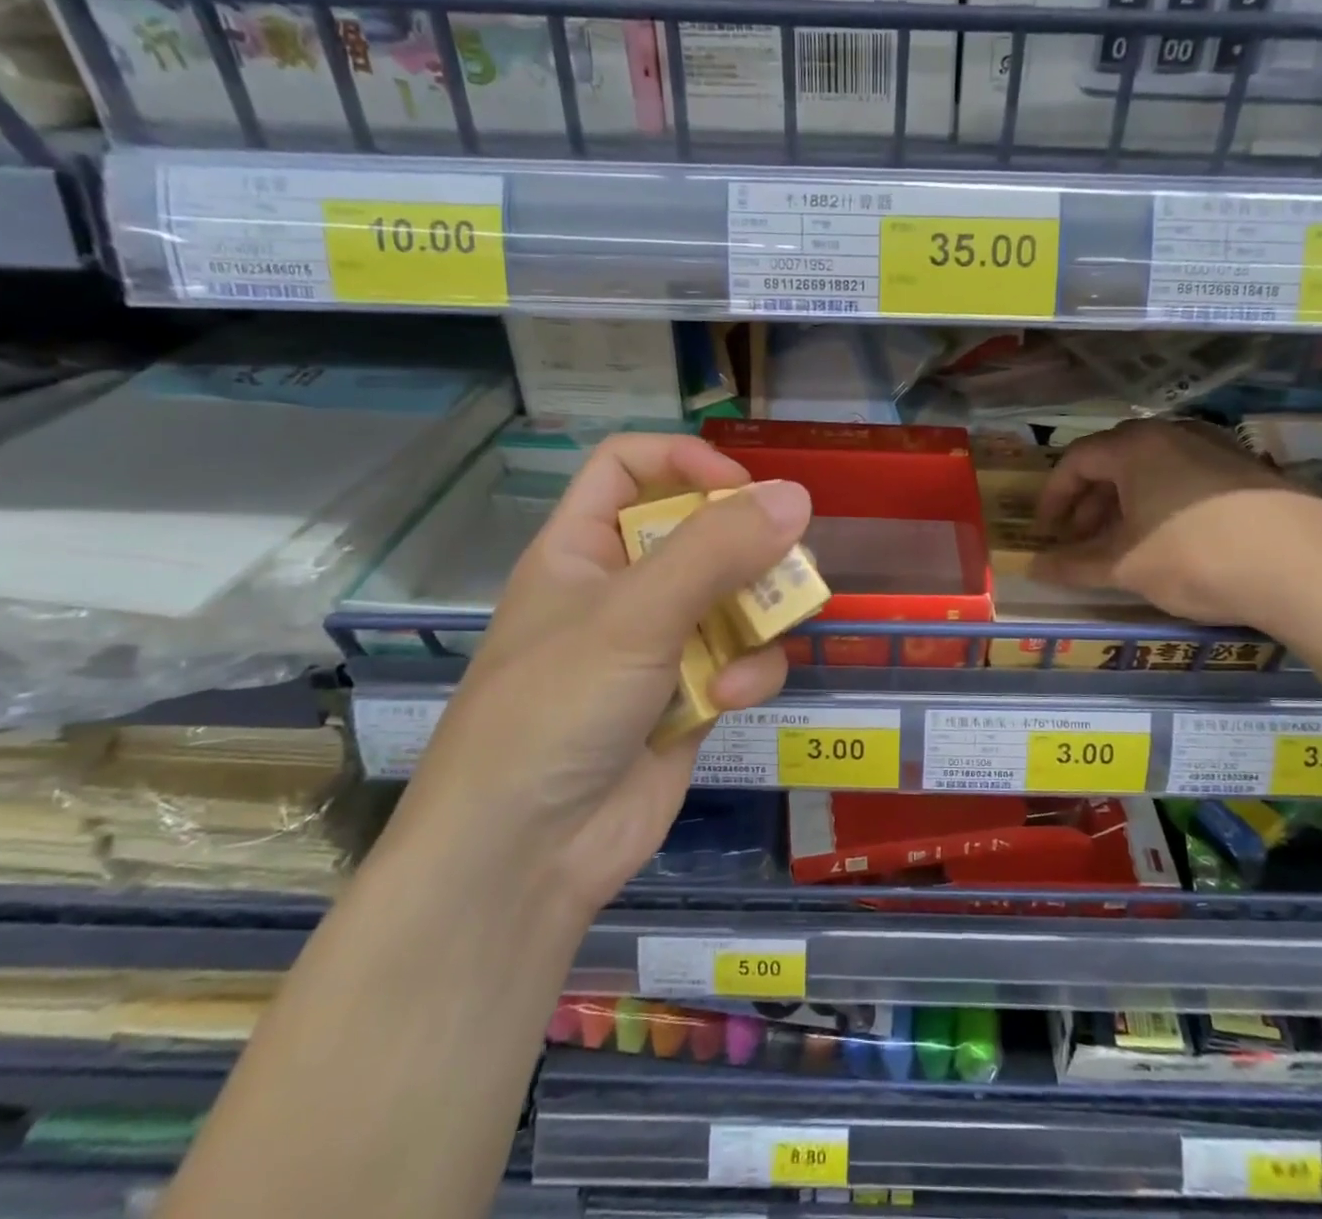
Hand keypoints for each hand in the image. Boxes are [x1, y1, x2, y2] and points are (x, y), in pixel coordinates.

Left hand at [390, 435, 811, 918]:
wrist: (525, 857)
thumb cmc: (557, 708)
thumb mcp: (634, 614)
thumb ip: (717, 550)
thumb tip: (796, 496)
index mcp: (582, 549)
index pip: (628, 468)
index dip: (684, 463)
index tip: (740, 489)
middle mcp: (622, 588)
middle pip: (699, 531)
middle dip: (747, 546)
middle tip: (789, 559)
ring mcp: (659, 645)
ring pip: (734, 597)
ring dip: (757, 613)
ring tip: (771, 628)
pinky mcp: (691, 697)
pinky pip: (741, 660)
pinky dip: (746, 674)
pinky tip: (729, 699)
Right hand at [1031, 420, 1321, 634]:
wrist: (1306, 568)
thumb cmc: (1196, 558)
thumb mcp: (1126, 567)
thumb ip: (1074, 565)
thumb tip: (1034, 568)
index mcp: (1135, 447)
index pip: (1076, 461)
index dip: (1053, 497)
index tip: (1046, 531)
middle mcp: (1173, 434)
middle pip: (1114, 461)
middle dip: (1089, 502)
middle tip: (1081, 539)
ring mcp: (1216, 447)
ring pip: (1153, 469)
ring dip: (1126, 503)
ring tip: (1123, 543)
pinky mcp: (1248, 469)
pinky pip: (1186, 477)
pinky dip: (1163, 502)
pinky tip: (1172, 539)